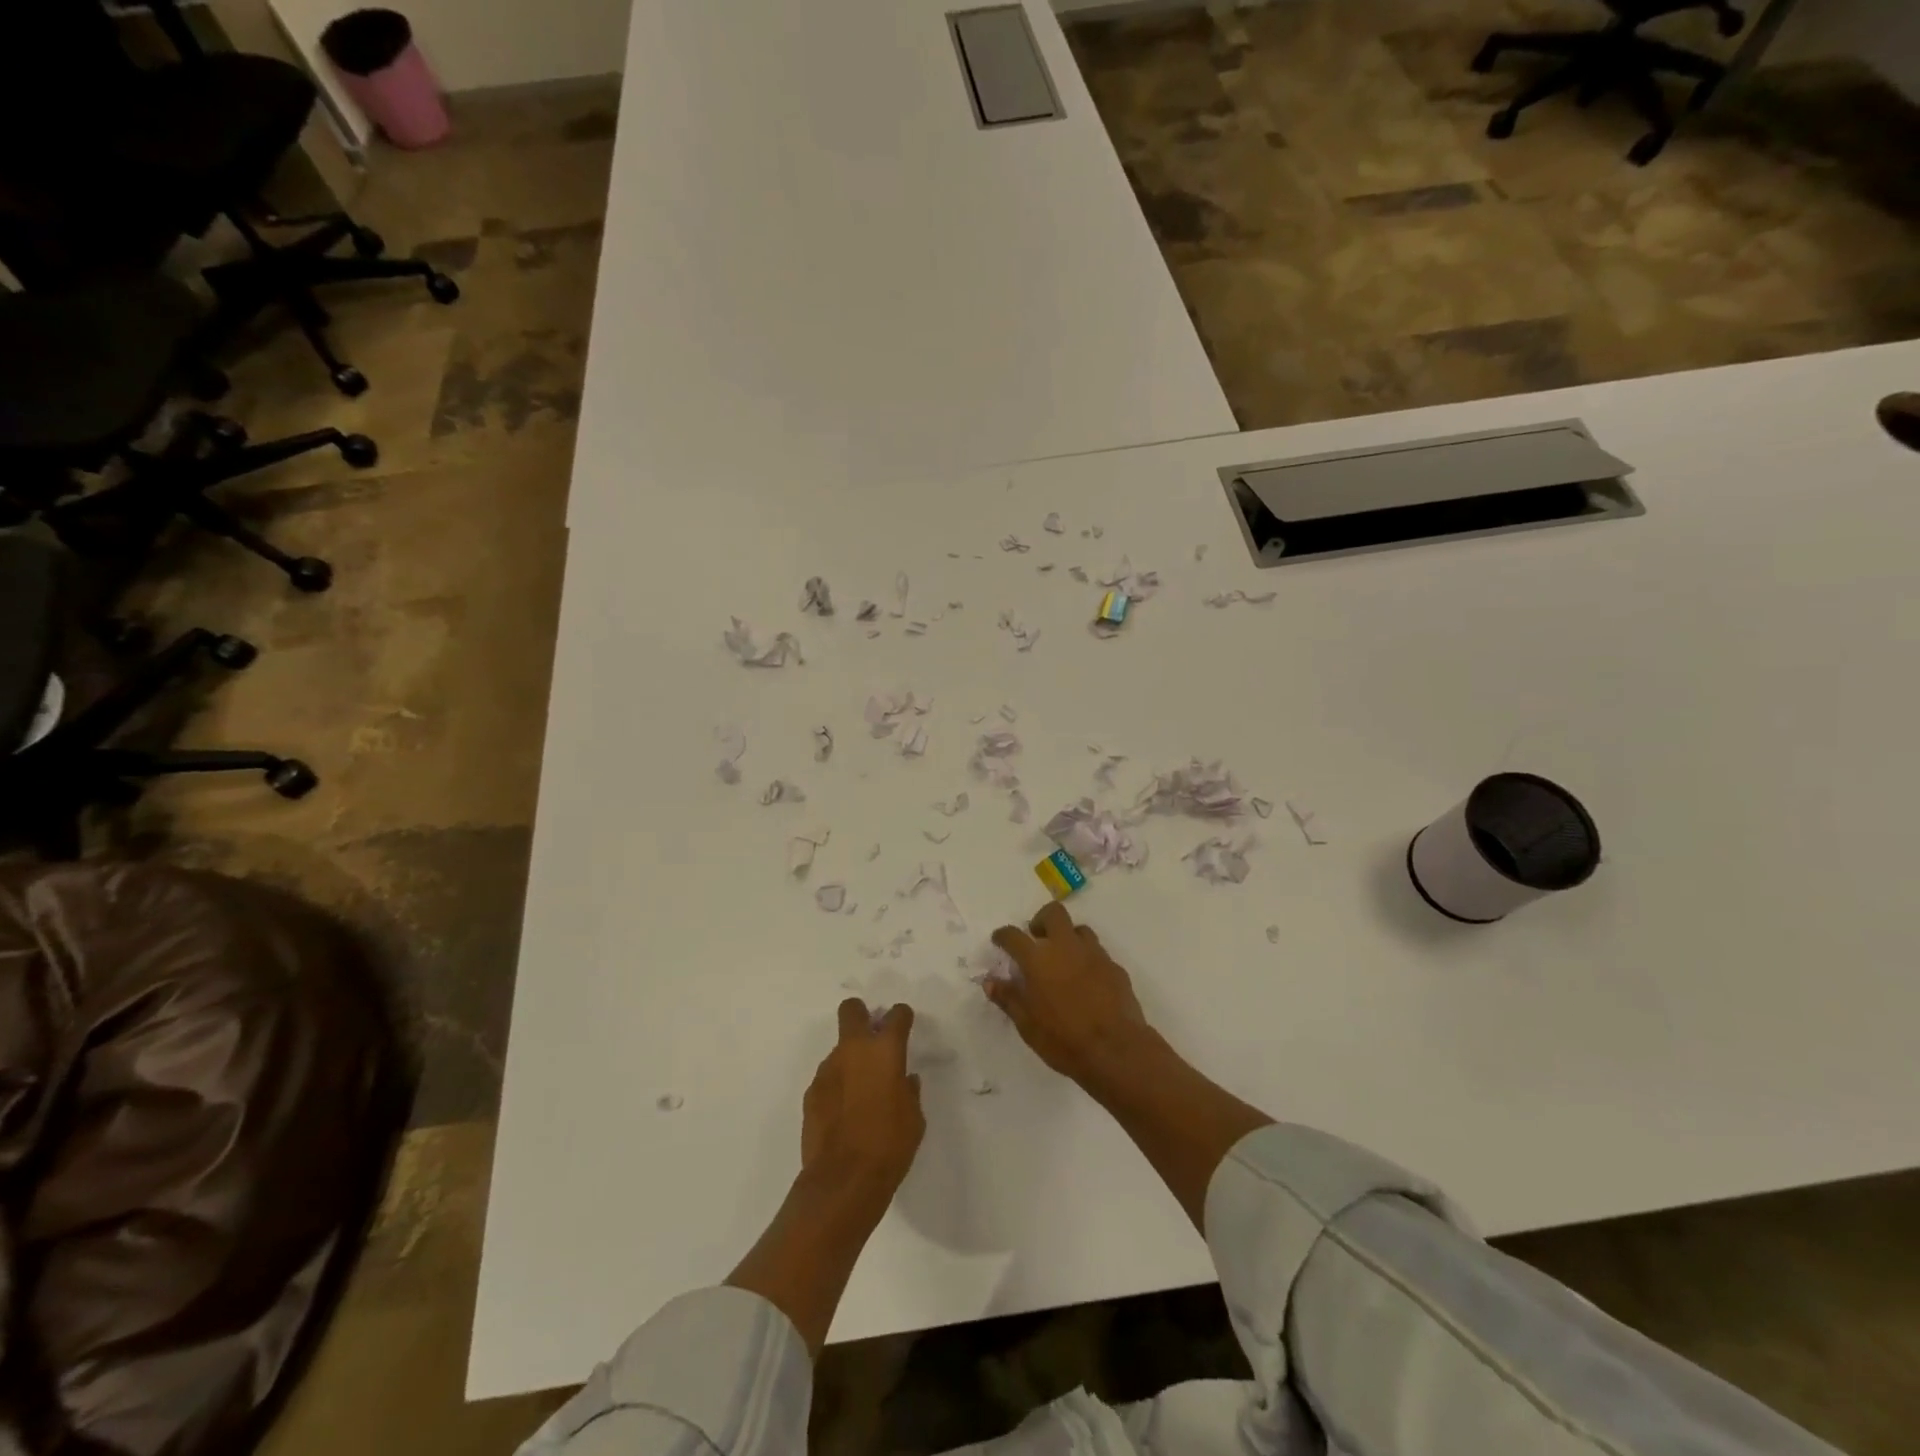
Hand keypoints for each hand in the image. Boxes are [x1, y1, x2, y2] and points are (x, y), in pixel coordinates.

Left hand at [801, 999, 924, 1204]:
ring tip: (860, 1093)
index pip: (896, 1015)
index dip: (902, 1018)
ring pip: (840, 1049)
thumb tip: (905, 1081)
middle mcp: (853, 1050)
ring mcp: (828, 1070)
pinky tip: (844, 1113)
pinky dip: (837, 1086)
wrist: (843, 1180)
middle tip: (873, 1039)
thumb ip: (909, 1091)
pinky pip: (828, 1078)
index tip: (904, 1028)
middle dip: (862, 1016)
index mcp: (885, 1050)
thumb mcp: (914, 1118)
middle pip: (852, 1010)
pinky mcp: (811, 1092)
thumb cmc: (890, 1145)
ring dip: (850, 1061)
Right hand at [987, 903, 1156, 1090]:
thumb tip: (990, 982)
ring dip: (1068, 938)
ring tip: (1063, 960)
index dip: (1003, 935)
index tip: (1000, 940)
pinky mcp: (1115, 967)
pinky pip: (1098, 953)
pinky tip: (1087, 981)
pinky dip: (1087, 959)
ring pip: (1079, 930)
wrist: (1115, 1050)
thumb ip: (1008, 998)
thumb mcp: (1026, 1024)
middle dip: (1041, 920)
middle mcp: (1066, 947)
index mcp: (1038, 959)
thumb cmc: (1063, 1039)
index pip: (1014, 935)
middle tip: (1037, 939)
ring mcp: (1094, 954)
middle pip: (1053, 913)